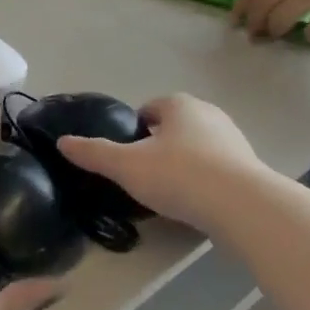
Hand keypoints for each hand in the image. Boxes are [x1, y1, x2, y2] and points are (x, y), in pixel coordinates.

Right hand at [58, 95, 265, 232]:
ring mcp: (233, 139)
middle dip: (158, 146)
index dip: (133, 129)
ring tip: (167, 192)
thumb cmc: (178, 175)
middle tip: (141, 175)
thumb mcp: (126, 166)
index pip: (149, 109)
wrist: (240, 204)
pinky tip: (193, 202)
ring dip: (181, 163)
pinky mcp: (247, 166)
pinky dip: (202, 180)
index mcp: (179, 105)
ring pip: (196, 147)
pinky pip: (215, 168)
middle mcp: (209, 113)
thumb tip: (62, 142)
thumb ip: (94, 153)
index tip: (124, 155)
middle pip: (174, 127)